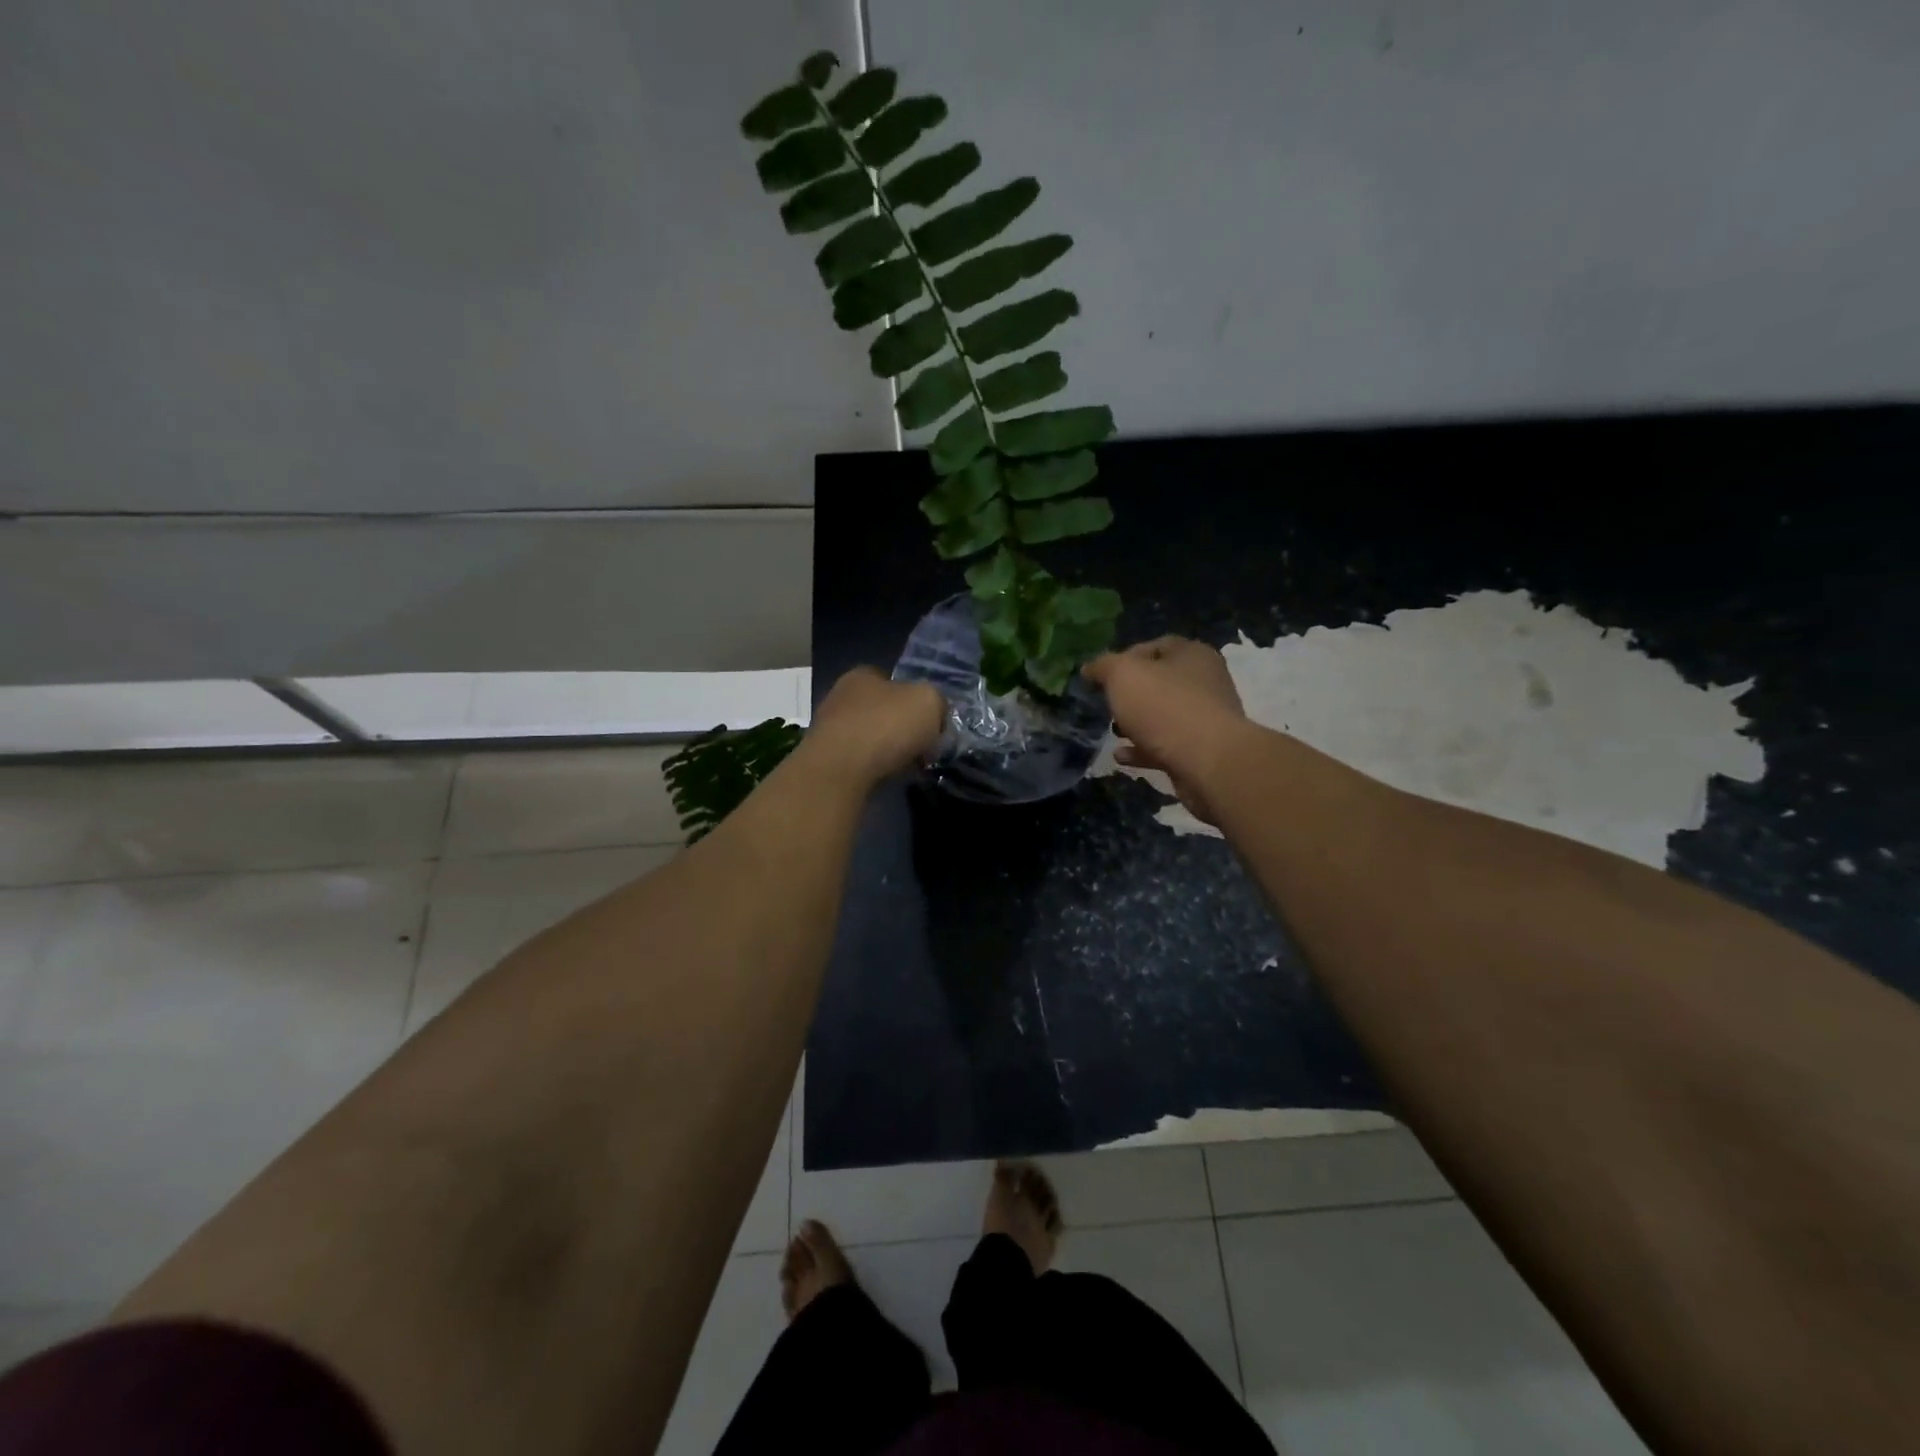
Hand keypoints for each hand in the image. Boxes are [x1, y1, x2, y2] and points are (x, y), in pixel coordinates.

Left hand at [805, 667, 945, 788]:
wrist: (840, 771)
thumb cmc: (885, 726)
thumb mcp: (929, 702)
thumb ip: (937, 702)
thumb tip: (935, 715)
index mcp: (863, 674)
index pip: (894, 682)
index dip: (916, 701)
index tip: (930, 724)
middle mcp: (841, 696)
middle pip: (882, 710)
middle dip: (902, 728)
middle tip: (921, 748)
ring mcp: (828, 728)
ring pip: (870, 737)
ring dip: (888, 750)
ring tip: (905, 767)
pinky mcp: (824, 759)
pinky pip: (859, 760)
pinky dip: (873, 767)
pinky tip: (884, 777)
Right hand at [1084, 637, 1247, 826]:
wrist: (1208, 762)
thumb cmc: (1164, 707)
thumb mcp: (1123, 674)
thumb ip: (1103, 666)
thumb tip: (1090, 668)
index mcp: (1191, 654)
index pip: (1154, 646)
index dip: (1124, 658)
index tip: (1101, 677)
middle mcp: (1204, 682)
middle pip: (1158, 683)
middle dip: (1129, 695)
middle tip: (1106, 705)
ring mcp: (1204, 719)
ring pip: (1161, 716)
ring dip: (1135, 723)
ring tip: (1111, 731)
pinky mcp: (1201, 751)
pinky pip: (1165, 745)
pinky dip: (1142, 749)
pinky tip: (1120, 756)